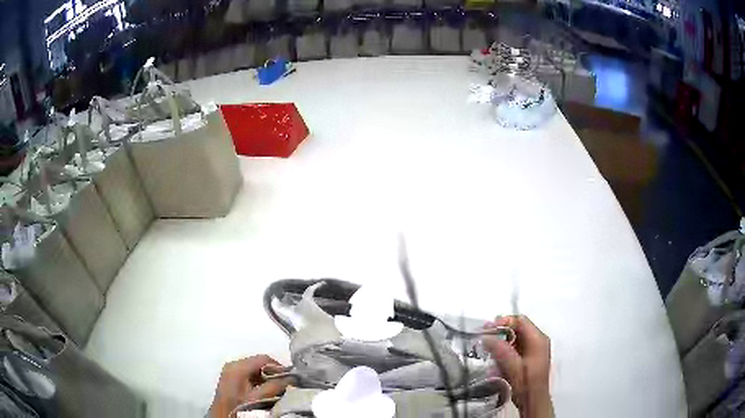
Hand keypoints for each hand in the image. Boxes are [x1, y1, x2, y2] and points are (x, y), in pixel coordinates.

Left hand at [209, 355, 288, 417]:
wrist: (222, 417)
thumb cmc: (238, 407)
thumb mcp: (258, 397)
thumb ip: (274, 386)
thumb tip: (292, 378)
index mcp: (237, 366)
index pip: (264, 359)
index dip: (280, 368)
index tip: (292, 379)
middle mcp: (232, 365)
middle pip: (259, 364)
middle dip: (274, 374)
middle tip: (287, 385)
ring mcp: (230, 373)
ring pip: (255, 371)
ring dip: (268, 379)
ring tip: (278, 391)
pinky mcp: (231, 381)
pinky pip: (249, 377)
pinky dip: (260, 383)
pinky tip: (266, 393)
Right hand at [483, 315, 553, 417]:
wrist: (533, 401)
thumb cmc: (526, 384)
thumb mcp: (513, 367)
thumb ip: (500, 350)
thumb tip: (486, 336)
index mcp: (537, 339)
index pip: (520, 321)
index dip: (503, 322)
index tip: (487, 329)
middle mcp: (537, 341)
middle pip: (518, 328)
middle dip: (500, 332)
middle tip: (484, 339)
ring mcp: (534, 350)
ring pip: (515, 339)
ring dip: (501, 343)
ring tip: (487, 350)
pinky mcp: (528, 359)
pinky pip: (515, 348)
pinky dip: (504, 351)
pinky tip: (495, 360)